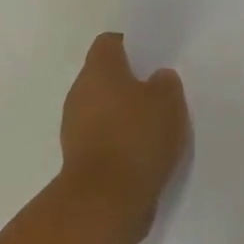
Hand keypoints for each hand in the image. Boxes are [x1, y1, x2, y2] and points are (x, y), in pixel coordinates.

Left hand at [60, 33, 189, 235]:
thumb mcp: (168, 101)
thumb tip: (156, 79)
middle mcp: (80, 92)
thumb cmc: (137, 137)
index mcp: (100, 70)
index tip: (153, 58)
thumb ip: (165, 83)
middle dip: (129, 82)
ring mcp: (74, 127)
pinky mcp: (78, 158)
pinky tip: (145, 151)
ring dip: (124, 113)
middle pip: (105, 76)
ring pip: (103, 108)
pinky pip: (103, 137)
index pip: (110, 42)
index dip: (131, 46)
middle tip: (160, 92)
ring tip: (156, 125)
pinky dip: (120, 140)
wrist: (106, 201)